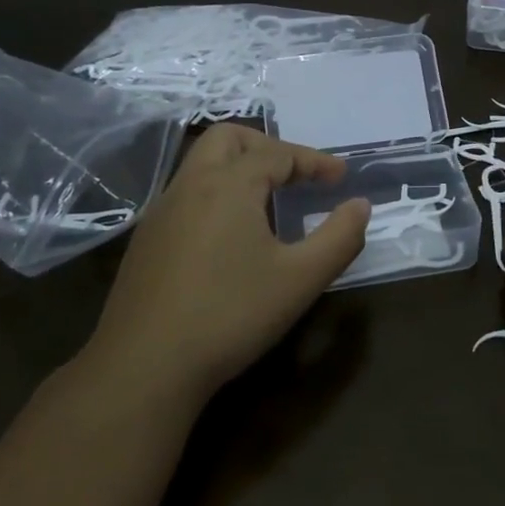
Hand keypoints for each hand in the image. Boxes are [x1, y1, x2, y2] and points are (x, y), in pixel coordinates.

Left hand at [82, 124, 368, 407]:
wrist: (144, 366)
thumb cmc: (231, 315)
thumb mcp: (300, 279)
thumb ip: (339, 237)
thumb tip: (360, 205)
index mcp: (229, 184)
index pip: (279, 154)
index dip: (314, 161)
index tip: (341, 178)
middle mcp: (190, 185)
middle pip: (229, 139)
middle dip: (268, 146)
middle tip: (296, 174)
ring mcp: (161, 212)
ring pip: (202, 165)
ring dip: (239, 169)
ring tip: (268, 202)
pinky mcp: (146, 240)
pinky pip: (186, 195)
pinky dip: (216, 194)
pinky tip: (229, 237)